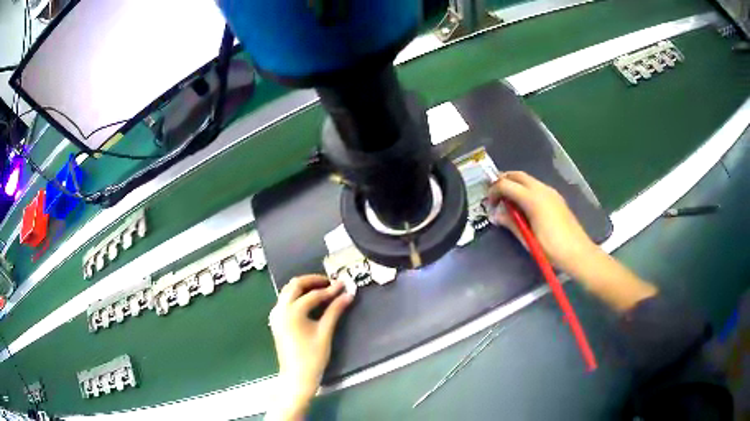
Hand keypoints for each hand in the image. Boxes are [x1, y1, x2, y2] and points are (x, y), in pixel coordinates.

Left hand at [267, 275, 352, 419]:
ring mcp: (276, 315)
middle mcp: (280, 309)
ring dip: (304, 287)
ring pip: (288, 291)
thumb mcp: (325, 333)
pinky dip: (297, 296)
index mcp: (291, 312)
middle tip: (330, 283)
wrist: (297, 377)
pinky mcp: (276, 321)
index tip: (344, 285)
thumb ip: (335, 311)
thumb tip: (348, 294)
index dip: (330, 289)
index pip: (313, 294)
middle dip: (313, 281)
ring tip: (323, 290)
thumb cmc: (312, 357)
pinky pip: (285, 300)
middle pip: (295, 285)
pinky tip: (310, 301)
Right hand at [488, 171, 598, 274]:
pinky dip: (525, 190)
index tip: (489, 204)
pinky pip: (536, 187)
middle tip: (494, 196)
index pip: (506, 185)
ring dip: (515, 185)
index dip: (494, 191)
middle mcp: (542, 190)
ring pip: (528, 179)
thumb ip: (511, 223)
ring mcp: (551, 192)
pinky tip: (524, 207)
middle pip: (517, 175)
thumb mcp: (527, 239)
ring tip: (508, 202)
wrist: (578, 253)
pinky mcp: (556, 198)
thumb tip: (496, 215)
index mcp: (533, 199)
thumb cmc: (551, 249)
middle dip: (503, 181)